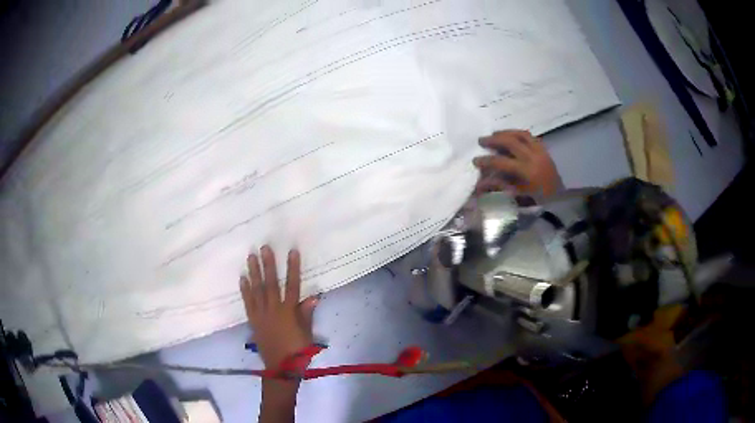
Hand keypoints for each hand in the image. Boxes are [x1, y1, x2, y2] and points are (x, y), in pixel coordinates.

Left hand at [240, 246, 318, 369]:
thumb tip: (313, 296)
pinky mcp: (253, 320)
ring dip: (254, 272)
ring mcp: (261, 314)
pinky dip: (245, 290)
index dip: (293, 268)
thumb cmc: (298, 351)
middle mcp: (273, 310)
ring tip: (251, 256)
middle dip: (268, 265)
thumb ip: (307, 314)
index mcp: (289, 312)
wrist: (281, 367)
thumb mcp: (307, 333)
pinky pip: (248, 303)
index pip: (292, 286)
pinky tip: (242, 278)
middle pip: (271, 284)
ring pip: (257, 290)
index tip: (292, 252)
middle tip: (264, 247)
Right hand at [473, 130, 562, 196]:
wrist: (560, 200)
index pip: (502, 162)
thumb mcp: (517, 197)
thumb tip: (479, 185)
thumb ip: (499, 187)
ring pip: (521, 135)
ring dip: (506, 133)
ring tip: (495, 134)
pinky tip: (512, 136)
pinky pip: (531, 137)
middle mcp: (533, 157)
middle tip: (481, 140)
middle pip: (511, 142)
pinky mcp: (545, 150)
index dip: (486, 161)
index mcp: (526, 171)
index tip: (475, 160)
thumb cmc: (537, 202)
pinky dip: (519, 134)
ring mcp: (540, 152)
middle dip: (494, 140)